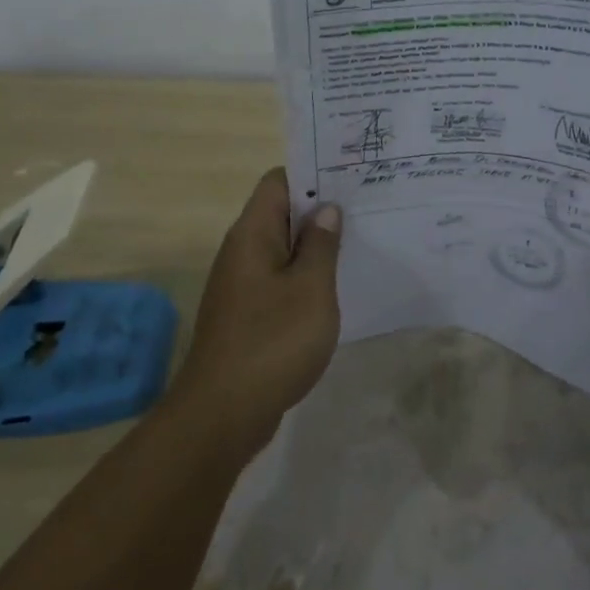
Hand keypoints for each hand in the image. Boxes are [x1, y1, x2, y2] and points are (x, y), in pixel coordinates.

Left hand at [169, 168, 341, 455]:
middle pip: (281, 213)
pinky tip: (336, 289)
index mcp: (252, 234)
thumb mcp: (310, 289)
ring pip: (283, 249)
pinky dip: (306, 278)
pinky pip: (280, 280)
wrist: (222, 415)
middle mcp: (242, 252)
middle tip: (367, 208)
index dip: (313, 174)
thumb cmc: (272, 342)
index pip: (278, 182)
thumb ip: (321, 245)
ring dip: (316, 246)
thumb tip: (326, 210)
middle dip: (321, 210)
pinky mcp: (248, 315)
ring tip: (361, 243)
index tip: (351, 178)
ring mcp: (242, 285)